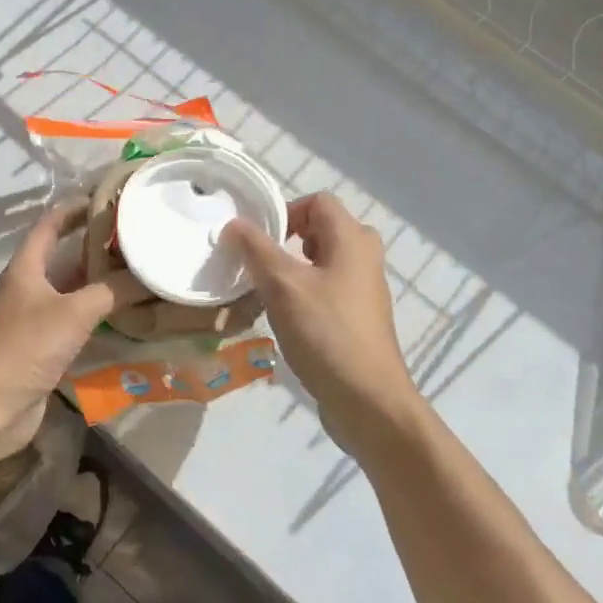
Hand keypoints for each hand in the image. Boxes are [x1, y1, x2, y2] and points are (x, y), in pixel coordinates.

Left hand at [0, 203, 145, 465]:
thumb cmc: (30, 346)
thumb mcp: (76, 312)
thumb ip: (112, 291)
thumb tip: (147, 276)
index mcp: (26, 267)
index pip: (50, 224)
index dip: (74, 208)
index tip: (105, 199)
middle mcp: (26, 286)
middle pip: (61, 254)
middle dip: (93, 244)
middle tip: (129, 235)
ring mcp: (32, 315)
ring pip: (68, 287)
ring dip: (96, 279)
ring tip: (132, 268)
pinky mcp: (40, 342)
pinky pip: (71, 315)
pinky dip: (94, 309)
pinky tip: (120, 311)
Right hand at [225, 194, 420, 460]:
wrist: (368, 401)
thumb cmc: (326, 333)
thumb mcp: (282, 286)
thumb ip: (256, 249)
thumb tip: (235, 223)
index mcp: (352, 239)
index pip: (317, 202)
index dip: (285, 212)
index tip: (257, 240)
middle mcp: (364, 257)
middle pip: (320, 230)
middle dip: (285, 242)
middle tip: (259, 265)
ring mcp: (364, 289)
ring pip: (321, 262)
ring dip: (291, 270)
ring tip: (264, 293)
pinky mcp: (358, 317)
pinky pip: (326, 289)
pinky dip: (303, 293)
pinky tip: (283, 319)